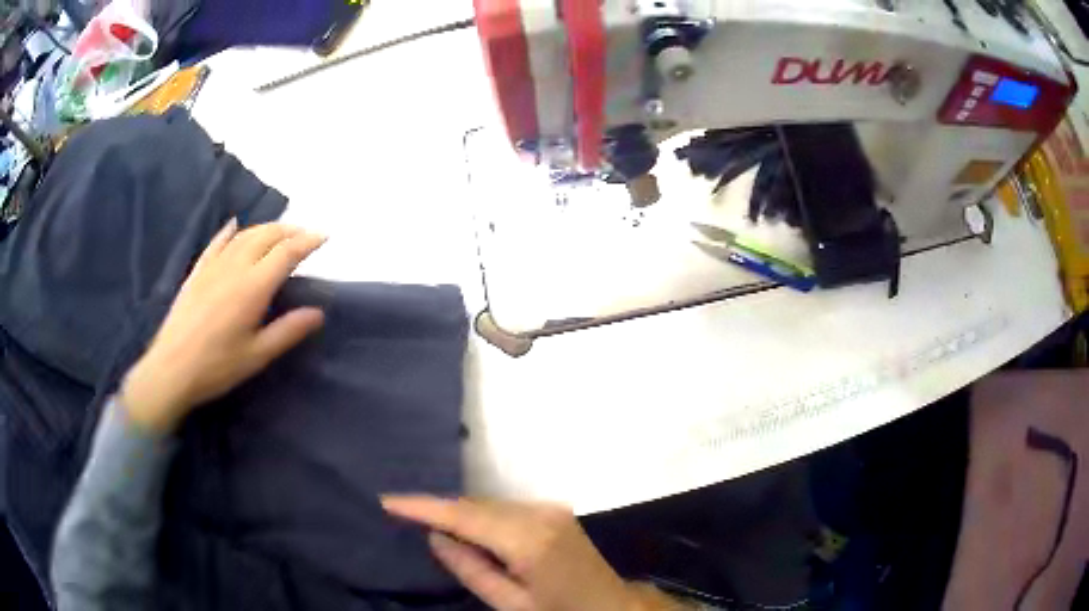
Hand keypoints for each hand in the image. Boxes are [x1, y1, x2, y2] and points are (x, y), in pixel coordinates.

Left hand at [121, 220, 326, 432]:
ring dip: (265, 228)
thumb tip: (317, 313)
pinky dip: (230, 231)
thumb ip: (287, 331)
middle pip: (266, 236)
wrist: (172, 368)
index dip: (307, 242)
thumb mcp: (257, 355)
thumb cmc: (217, 366)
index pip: (286, 253)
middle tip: (304, 234)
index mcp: (253, 287)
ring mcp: (213, 266)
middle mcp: (235, 267)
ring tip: (279, 232)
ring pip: (244, 235)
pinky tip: (235, 226)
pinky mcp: (198, 272)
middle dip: (289, 231)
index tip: (324, 237)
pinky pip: (217, 243)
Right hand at [382, 496, 679, 610]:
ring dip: (460, 512)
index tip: (388, 500)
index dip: (423, 506)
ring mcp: (550, 508)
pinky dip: (482, 515)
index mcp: (528, 540)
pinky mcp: (555, 510)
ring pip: (489, 503)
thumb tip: (435, 537)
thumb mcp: (511, 604)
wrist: (611, 604)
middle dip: (439, 508)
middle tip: (402, 513)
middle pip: (476, 504)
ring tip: (427, 520)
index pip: (464, 516)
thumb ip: (471, 570)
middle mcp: (539, 513)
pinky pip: (506, 508)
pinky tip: (467, 528)